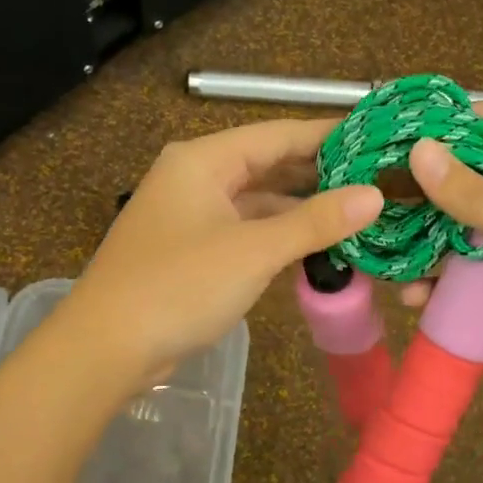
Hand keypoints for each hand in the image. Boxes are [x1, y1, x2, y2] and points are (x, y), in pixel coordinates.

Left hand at [63, 120, 382, 380]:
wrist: (105, 348)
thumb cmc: (179, 286)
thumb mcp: (253, 251)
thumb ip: (315, 221)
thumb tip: (374, 196)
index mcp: (203, 160)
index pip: (277, 134)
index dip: (328, 135)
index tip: (376, 137)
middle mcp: (196, 178)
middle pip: (268, 165)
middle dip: (319, 174)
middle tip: (376, 178)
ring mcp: (192, 215)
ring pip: (258, 201)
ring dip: (302, 209)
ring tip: (358, 211)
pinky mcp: (192, 250)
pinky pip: (245, 231)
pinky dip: (279, 236)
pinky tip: (317, 245)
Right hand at [402, 103, 482, 389]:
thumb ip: (475, 197)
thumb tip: (417, 150)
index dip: (447, 121)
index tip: (394, 131)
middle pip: (466, 186)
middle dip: (421, 193)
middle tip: (368, 202)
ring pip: (462, 240)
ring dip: (425, 248)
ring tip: (380, 256)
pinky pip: (472, 287)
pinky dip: (444, 291)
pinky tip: (415, 300)